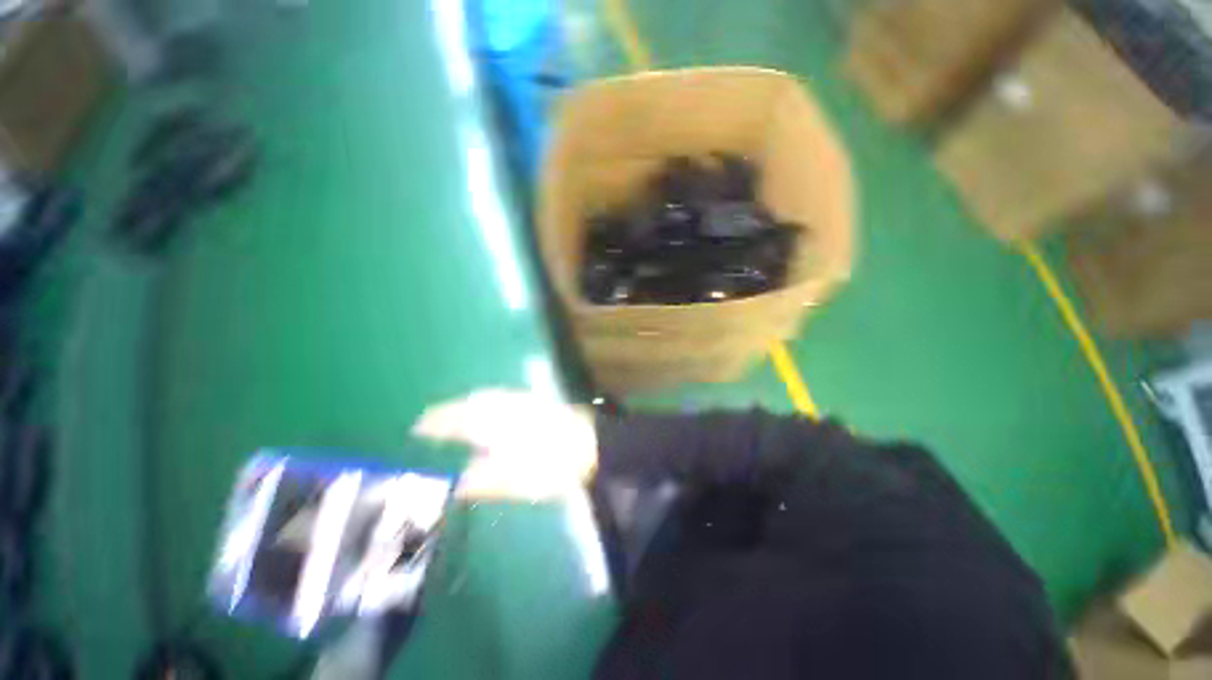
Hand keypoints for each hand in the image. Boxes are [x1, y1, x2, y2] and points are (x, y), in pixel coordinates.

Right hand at [413, 389, 598, 501]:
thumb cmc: (551, 465)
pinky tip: (491, 412)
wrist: (592, 444)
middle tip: (433, 422)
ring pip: (487, 397)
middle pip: (470, 402)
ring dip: (468, 404)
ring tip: (456, 417)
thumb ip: (481, 481)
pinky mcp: (536, 402)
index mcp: (494, 423)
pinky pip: (502, 397)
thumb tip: (455, 484)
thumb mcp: (514, 481)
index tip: (418, 428)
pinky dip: (488, 402)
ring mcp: (522, 400)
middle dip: (449, 410)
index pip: (456, 419)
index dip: (436, 423)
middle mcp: (504, 405)